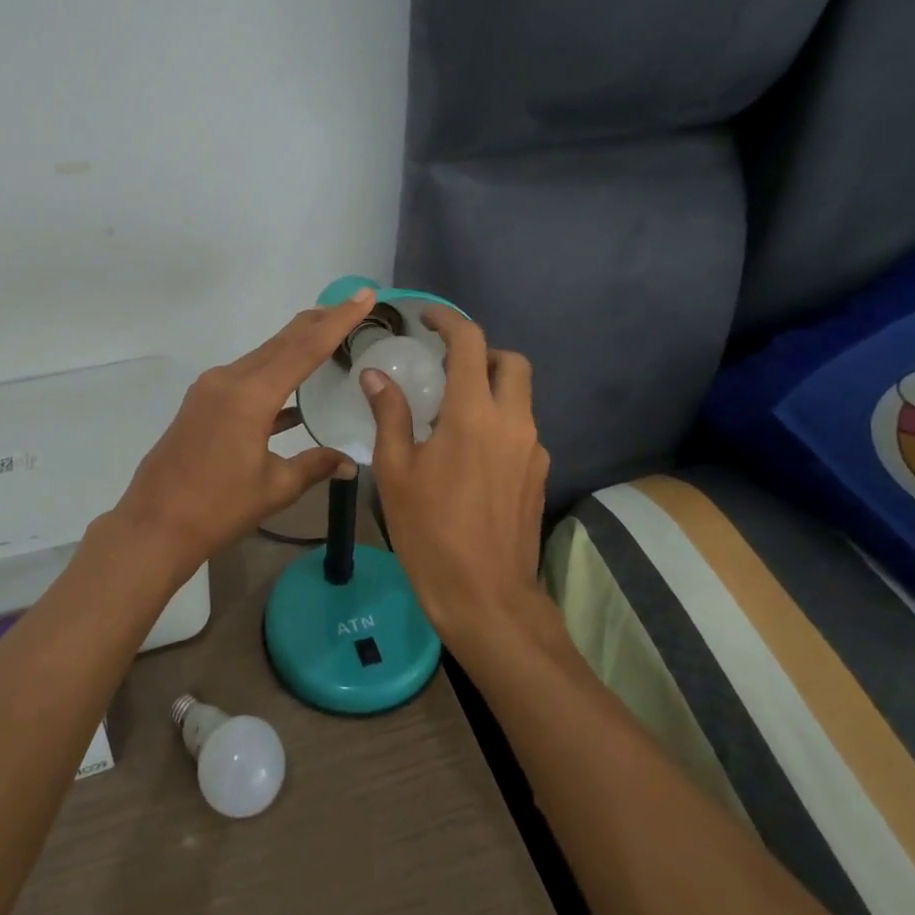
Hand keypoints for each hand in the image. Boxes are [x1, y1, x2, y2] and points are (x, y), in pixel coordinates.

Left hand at [108, 288, 377, 575]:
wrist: (154, 525)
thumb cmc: (217, 508)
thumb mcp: (275, 488)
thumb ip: (314, 466)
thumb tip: (349, 463)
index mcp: (250, 395)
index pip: (305, 349)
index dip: (338, 321)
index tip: (362, 295)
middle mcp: (229, 380)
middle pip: (281, 342)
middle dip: (317, 322)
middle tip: (350, 304)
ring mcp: (210, 390)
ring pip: (262, 357)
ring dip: (294, 346)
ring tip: (327, 336)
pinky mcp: (201, 404)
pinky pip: (246, 378)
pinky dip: (272, 377)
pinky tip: (293, 394)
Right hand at [362, 308, 550, 649]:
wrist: (486, 596)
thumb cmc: (430, 531)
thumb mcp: (395, 470)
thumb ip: (390, 414)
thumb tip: (375, 375)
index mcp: (474, 414)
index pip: (470, 343)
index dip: (449, 321)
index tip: (427, 318)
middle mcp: (513, 422)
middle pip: (511, 362)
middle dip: (481, 352)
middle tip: (445, 365)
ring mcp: (533, 449)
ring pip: (520, 396)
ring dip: (490, 387)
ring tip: (450, 412)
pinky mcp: (539, 474)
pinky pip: (521, 428)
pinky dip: (497, 420)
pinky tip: (468, 452)